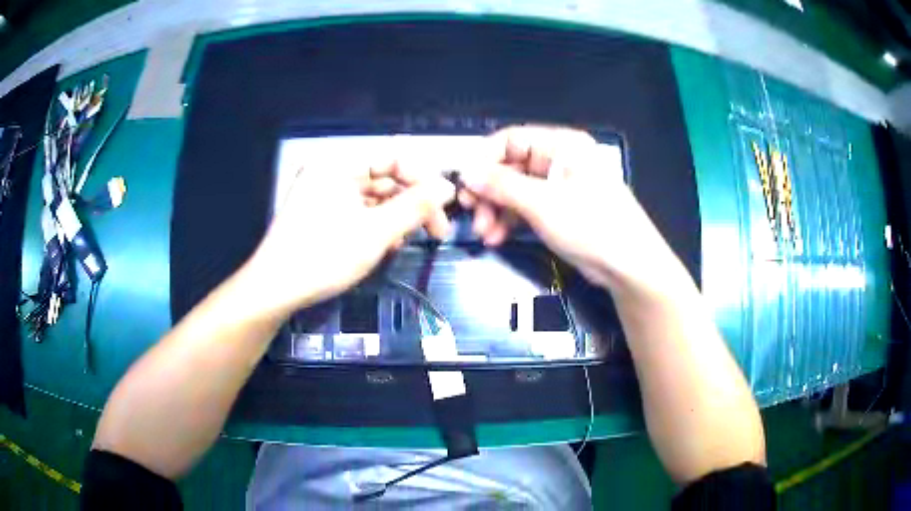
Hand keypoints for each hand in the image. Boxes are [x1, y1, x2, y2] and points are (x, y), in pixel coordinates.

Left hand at [240, 160, 454, 319]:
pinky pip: (357, 211)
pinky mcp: (320, 214)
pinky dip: (375, 226)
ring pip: (372, 197)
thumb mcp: (376, 232)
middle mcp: (330, 172)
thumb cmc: (323, 257)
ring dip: (395, 218)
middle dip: (410, 203)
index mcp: (338, 165)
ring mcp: (323, 194)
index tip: (444, 206)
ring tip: (405, 243)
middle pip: (383, 178)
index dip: (423, 179)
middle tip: (434, 231)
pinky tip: (384, 246)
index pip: (392, 157)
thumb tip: (447, 186)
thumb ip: (415, 207)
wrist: (274, 290)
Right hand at [462, 125, 684, 295]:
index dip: (484, 159)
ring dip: (495, 210)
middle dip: (488, 192)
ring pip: (514, 190)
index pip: (511, 139)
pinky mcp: (558, 209)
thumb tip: (465, 172)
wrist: (628, 266)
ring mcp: (558, 186)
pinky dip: (509, 220)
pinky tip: (496, 238)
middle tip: (471, 214)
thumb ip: (501, 185)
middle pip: (510, 166)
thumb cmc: (591, 225)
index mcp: (561, 145)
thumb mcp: (543, 203)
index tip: (464, 184)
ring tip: (485, 234)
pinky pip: (525, 207)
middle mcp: (559, 159)